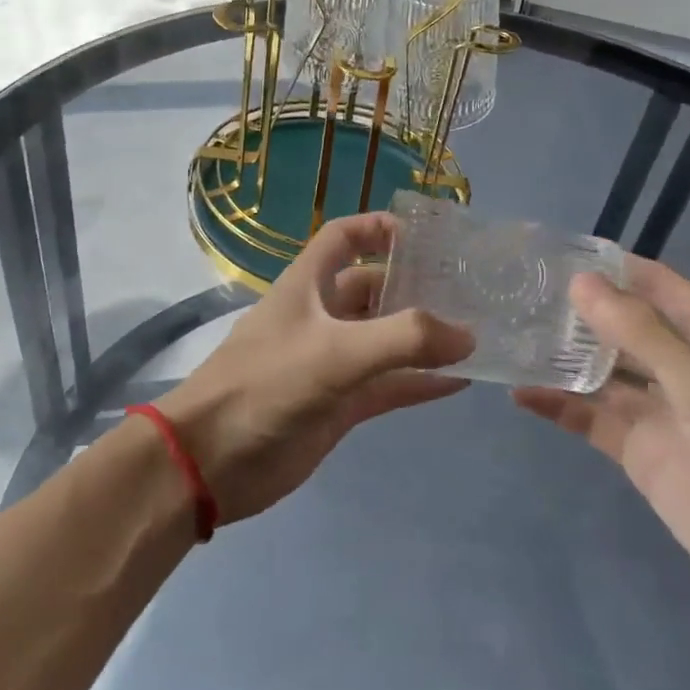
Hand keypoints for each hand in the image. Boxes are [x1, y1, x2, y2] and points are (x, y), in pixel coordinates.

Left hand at [161, 212, 473, 523]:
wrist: (213, 462)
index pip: (342, 238)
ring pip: (385, 339)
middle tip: (471, 291)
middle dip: (415, 286)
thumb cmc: (266, 386)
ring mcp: (331, 363)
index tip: (426, 235)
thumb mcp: (334, 352)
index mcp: (307, 286)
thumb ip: (403, 340)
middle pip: (373, 288)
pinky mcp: (339, 405)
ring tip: (477, 333)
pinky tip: (461, 382)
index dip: (378, 227)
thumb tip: (467, 336)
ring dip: (423, 337)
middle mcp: (320, 317)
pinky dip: (420, 383)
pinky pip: (388, 386)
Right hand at [515, 259, 689, 637]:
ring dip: (562, 357)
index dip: (611, 267)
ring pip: (600, 373)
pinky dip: (559, 406)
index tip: (554, 252)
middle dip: (576, 311)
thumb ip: (640, 334)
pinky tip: (520, 394)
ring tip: (507, 337)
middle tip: (515, 293)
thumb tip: (581, 282)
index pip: (656, 285)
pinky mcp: (642, 455)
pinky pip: (591, 420)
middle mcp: (684, 369)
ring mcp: (661, 414)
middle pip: (622, 328)